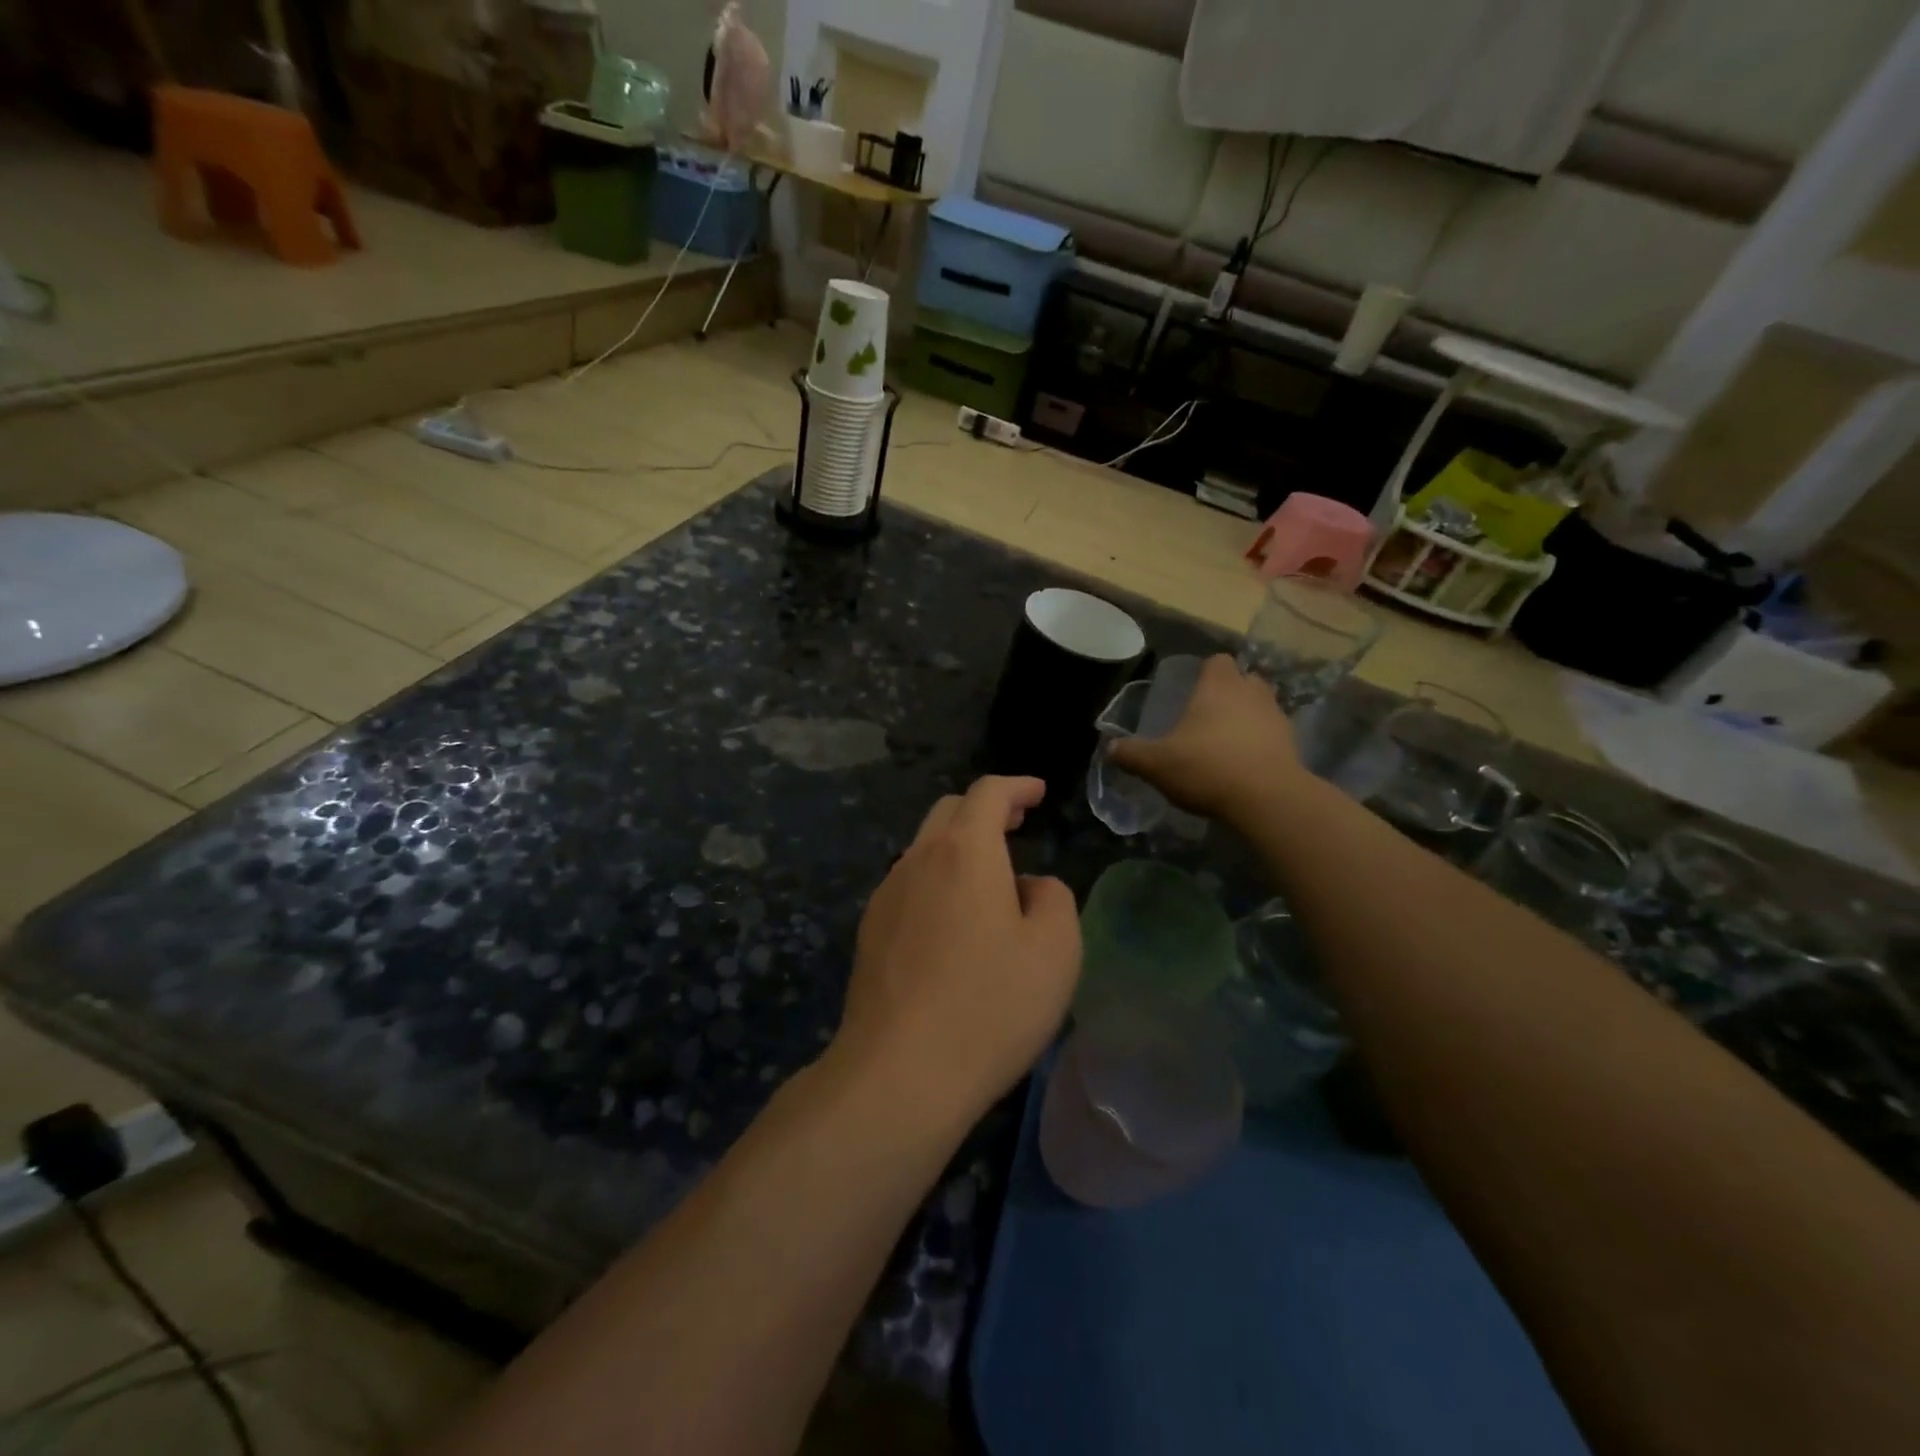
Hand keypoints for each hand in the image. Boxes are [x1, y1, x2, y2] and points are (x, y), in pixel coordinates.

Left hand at [833, 777, 1080, 1123]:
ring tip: (990, 878)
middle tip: (1017, 824)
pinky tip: (953, 921)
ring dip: (958, 847)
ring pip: (924, 849)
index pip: (988, 793)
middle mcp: (918, 860)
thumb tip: (1027, 887)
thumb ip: (1053, 899)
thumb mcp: (1055, 950)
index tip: (1038, 792)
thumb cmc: (991, 1005)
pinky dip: (937, 880)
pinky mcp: (870, 933)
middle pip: (949, 812)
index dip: (1016, 786)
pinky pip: (908, 886)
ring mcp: (886, 896)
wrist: (900, 1072)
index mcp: (964, 851)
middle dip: (985, 810)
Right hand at [1108, 654, 1304, 823]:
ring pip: (1261, 706)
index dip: (1206, 671)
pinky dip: (1260, 743)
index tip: (1192, 689)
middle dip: (1229, 692)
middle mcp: (1251, 692)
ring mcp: (1276, 717)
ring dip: (1247, 717)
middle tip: (1207, 715)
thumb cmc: (1207, 767)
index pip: (1217, 660)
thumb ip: (1130, 754)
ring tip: (1225, 741)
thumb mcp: (1156, 764)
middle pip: (1244, 679)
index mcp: (1218, 686)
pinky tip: (1243, 765)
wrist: (1268, 799)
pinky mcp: (1292, 744)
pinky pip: (1272, 734)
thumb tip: (1109, 749)